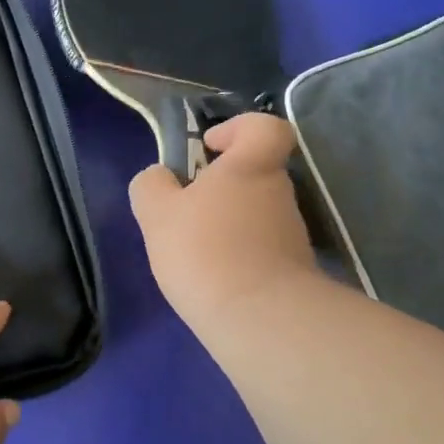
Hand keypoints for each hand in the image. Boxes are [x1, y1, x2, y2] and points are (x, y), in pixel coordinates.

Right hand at [129, 113, 322, 333]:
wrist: (257, 316)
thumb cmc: (203, 248)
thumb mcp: (156, 212)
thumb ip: (151, 185)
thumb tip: (159, 178)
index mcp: (250, 166)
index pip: (264, 127)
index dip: (238, 128)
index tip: (208, 146)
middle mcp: (278, 192)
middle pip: (253, 174)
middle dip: (219, 187)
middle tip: (183, 210)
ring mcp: (290, 232)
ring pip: (254, 214)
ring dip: (225, 225)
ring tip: (190, 252)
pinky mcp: (292, 269)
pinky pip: (258, 249)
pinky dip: (235, 257)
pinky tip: (209, 277)